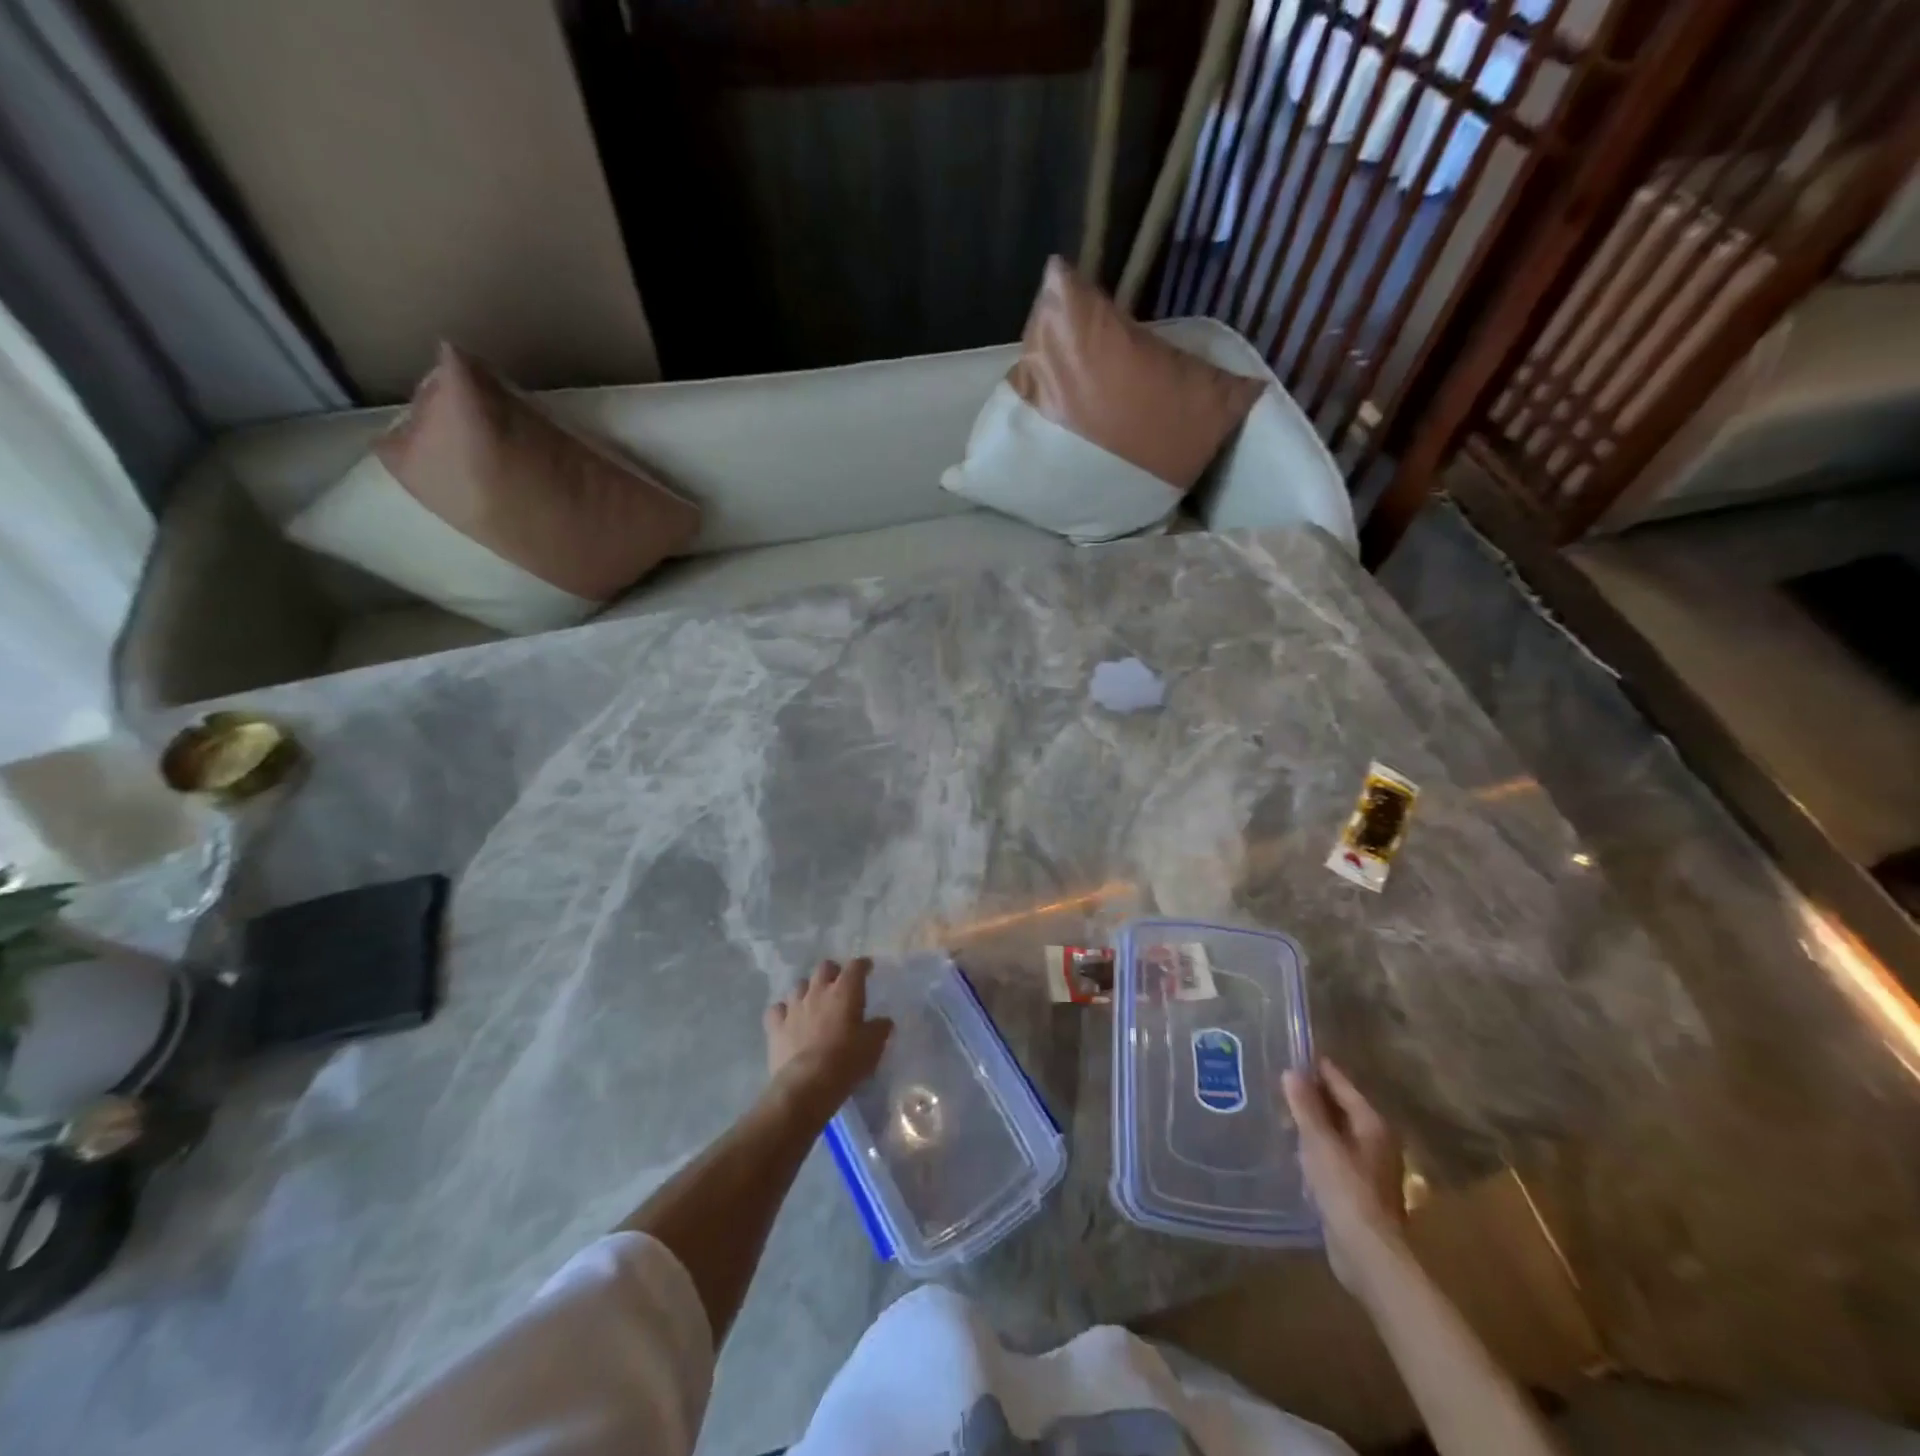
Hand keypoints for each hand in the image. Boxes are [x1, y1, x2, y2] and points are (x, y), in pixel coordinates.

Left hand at [764, 958, 892, 1114]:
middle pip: (824, 968)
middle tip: (839, 985)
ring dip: (808, 990)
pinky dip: (784, 1011)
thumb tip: (883, 1021)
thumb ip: (880, 1028)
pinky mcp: (776, 1026)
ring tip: (813, 1002)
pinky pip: (777, 1009)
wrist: (807, 1084)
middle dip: (833, 972)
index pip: (855, 967)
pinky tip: (788, 1019)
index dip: (862, 965)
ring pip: (799, 985)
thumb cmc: (846, 1060)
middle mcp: (818, 991)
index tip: (867, 968)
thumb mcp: (873, 1046)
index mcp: (845, 991)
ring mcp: (794, 1007)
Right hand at [1284, 1058, 1408, 1292]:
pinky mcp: (1360, 1190)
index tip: (1289, 1056)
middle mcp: (1376, 1141)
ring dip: (1313, 1124)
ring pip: (1337, 1133)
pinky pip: (1334, 1156)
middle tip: (1277, 1085)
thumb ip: (1305, 1106)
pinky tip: (1294, 1151)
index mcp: (1372, 1124)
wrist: (1367, 1253)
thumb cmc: (1345, 1189)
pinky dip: (1317, 1148)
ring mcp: (1370, 1167)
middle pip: (1341, 1108)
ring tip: (1280, 1115)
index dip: (1316, 1070)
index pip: (1341, 1084)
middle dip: (1312, 1097)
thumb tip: (1292, 1071)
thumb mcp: (1319, 1142)